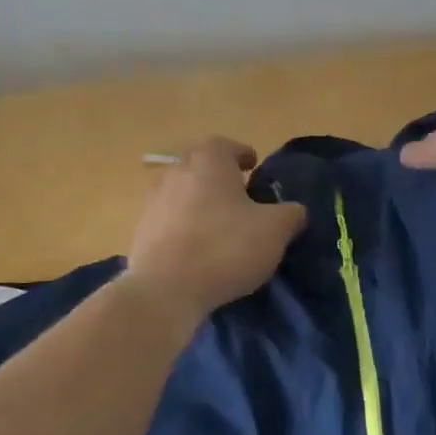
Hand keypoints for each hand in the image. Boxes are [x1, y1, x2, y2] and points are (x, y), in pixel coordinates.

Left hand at [126, 138, 307, 324]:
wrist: (166, 289)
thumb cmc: (225, 248)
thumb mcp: (274, 231)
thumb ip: (291, 214)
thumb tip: (295, 211)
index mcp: (209, 161)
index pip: (226, 145)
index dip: (243, 155)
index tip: (253, 168)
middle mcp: (177, 171)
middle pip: (200, 165)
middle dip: (219, 176)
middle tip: (239, 196)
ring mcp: (153, 200)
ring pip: (182, 191)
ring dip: (199, 202)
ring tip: (219, 225)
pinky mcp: (141, 230)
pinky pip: (168, 219)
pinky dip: (183, 226)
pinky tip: (197, 249)